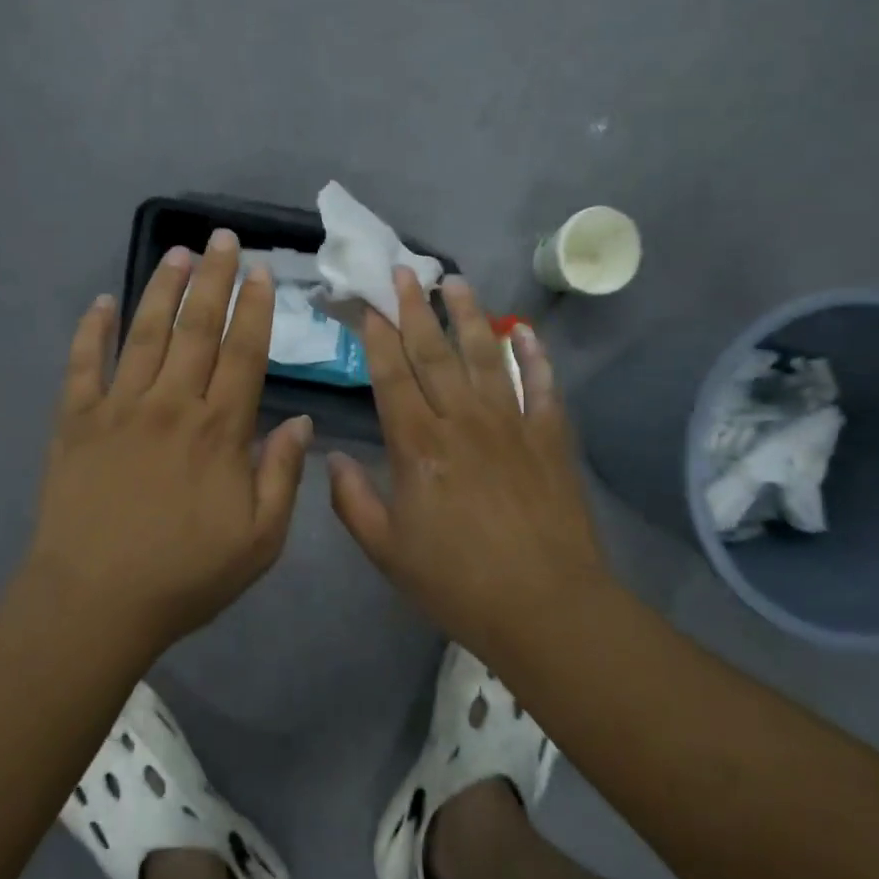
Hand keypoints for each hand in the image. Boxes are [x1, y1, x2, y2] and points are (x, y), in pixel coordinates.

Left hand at [22, 229, 313, 653]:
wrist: (94, 602)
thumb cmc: (185, 576)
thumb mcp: (259, 541)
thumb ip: (283, 476)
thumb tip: (301, 421)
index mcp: (218, 430)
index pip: (243, 352)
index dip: (255, 308)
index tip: (261, 272)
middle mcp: (170, 404)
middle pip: (197, 328)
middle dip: (214, 279)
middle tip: (223, 239)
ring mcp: (118, 407)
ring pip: (145, 334)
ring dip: (163, 289)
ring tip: (178, 253)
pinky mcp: (75, 421)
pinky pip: (83, 364)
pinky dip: (92, 330)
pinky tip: (101, 301)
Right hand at [327, 269, 610, 660]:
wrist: (545, 607)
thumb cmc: (456, 582)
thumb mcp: (387, 550)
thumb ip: (352, 500)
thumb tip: (330, 456)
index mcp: (418, 446)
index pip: (392, 376)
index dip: (378, 337)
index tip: (369, 305)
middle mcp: (462, 421)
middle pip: (435, 353)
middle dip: (416, 309)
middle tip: (405, 272)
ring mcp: (510, 424)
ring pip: (486, 356)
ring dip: (469, 315)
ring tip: (456, 282)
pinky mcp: (549, 437)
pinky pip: (542, 385)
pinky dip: (534, 356)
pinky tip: (525, 331)